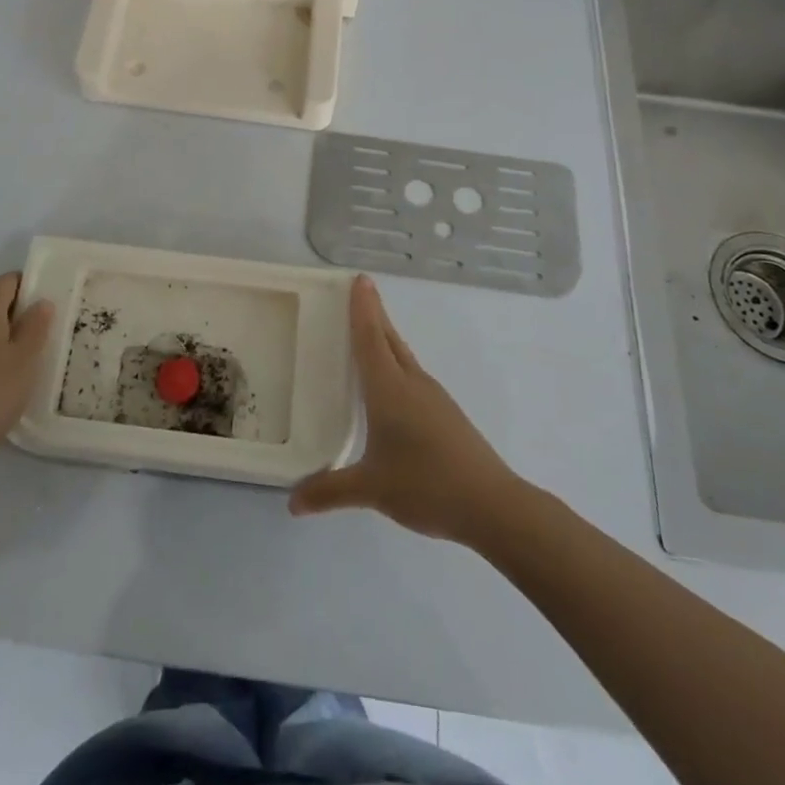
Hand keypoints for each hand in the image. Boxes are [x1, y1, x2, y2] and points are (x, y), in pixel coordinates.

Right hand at [289, 275, 520, 542]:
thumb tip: (292, 503)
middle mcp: (412, 383)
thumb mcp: (372, 489)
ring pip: (403, 356)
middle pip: (389, 338)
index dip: (362, 308)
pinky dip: (396, 363)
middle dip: (373, 314)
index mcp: (390, 389)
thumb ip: (330, 491)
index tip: (359, 279)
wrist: (492, 505)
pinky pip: (413, 375)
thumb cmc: (426, 485)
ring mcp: (433, 397)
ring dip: (385, 338)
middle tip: (359, 292)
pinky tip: (391, 384)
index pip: (370, 338)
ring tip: (368, 332)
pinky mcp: (446, 414)